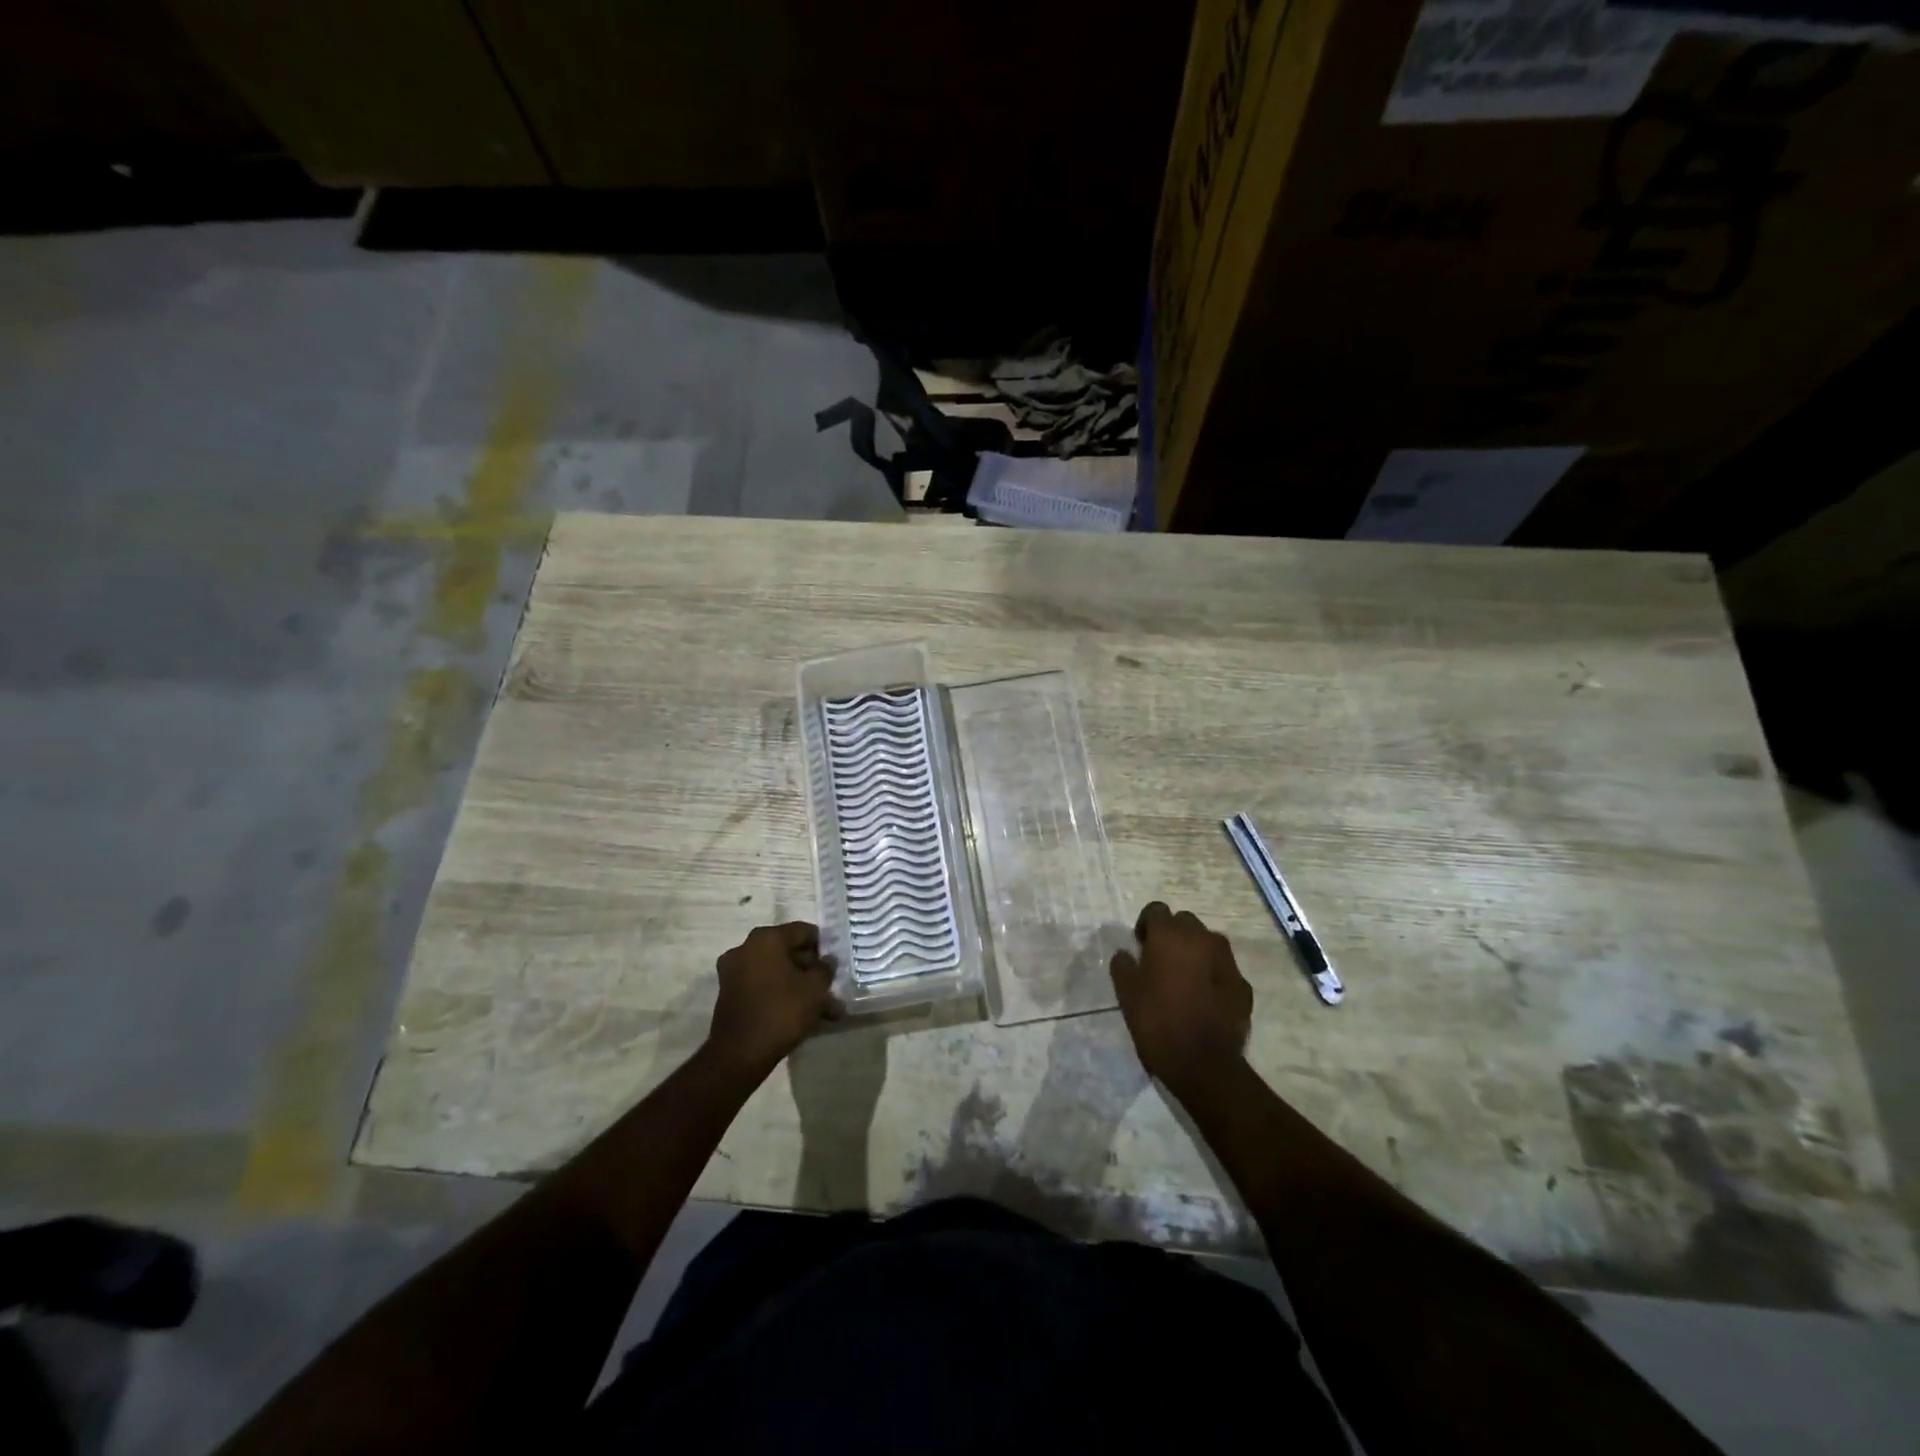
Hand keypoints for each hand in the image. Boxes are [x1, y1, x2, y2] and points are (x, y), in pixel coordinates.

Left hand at [707, 923, 839, 1075]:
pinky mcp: (730, 995)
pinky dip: (782, 996)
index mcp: (766, 938)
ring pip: (777, 974)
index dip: (823, 944)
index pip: (802, 931)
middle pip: (788, 952)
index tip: (836, 961)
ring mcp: (734, 972)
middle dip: (811, 971)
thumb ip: (825, 969)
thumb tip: (827, 960)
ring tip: (825, 1010)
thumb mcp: (815, 988)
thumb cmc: (782, 1010)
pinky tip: (804, 1017)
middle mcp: (746, 948)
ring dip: (800, 988)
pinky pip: (764, 988)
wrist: (740, 1053)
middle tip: (831, 987)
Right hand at [1109, 902, 1252, 1095]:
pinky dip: (1213, 975)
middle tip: (1160, 961)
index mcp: (1170, 935)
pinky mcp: (1243, 985)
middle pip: (1185, 922)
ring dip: (1195, 952)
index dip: (1146, 925)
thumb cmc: (1157, 1022)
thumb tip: (1126, 953)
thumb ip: (1123, 965)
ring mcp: (1227, 961)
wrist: (1204, 1064)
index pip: (1156, 910)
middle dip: (1172, 935)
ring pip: (1208, 942)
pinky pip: (1223, 969)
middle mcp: (1202, 938)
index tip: (1140, 946)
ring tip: (1184, 978)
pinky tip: (1204, 999)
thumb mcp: (1126, 993)